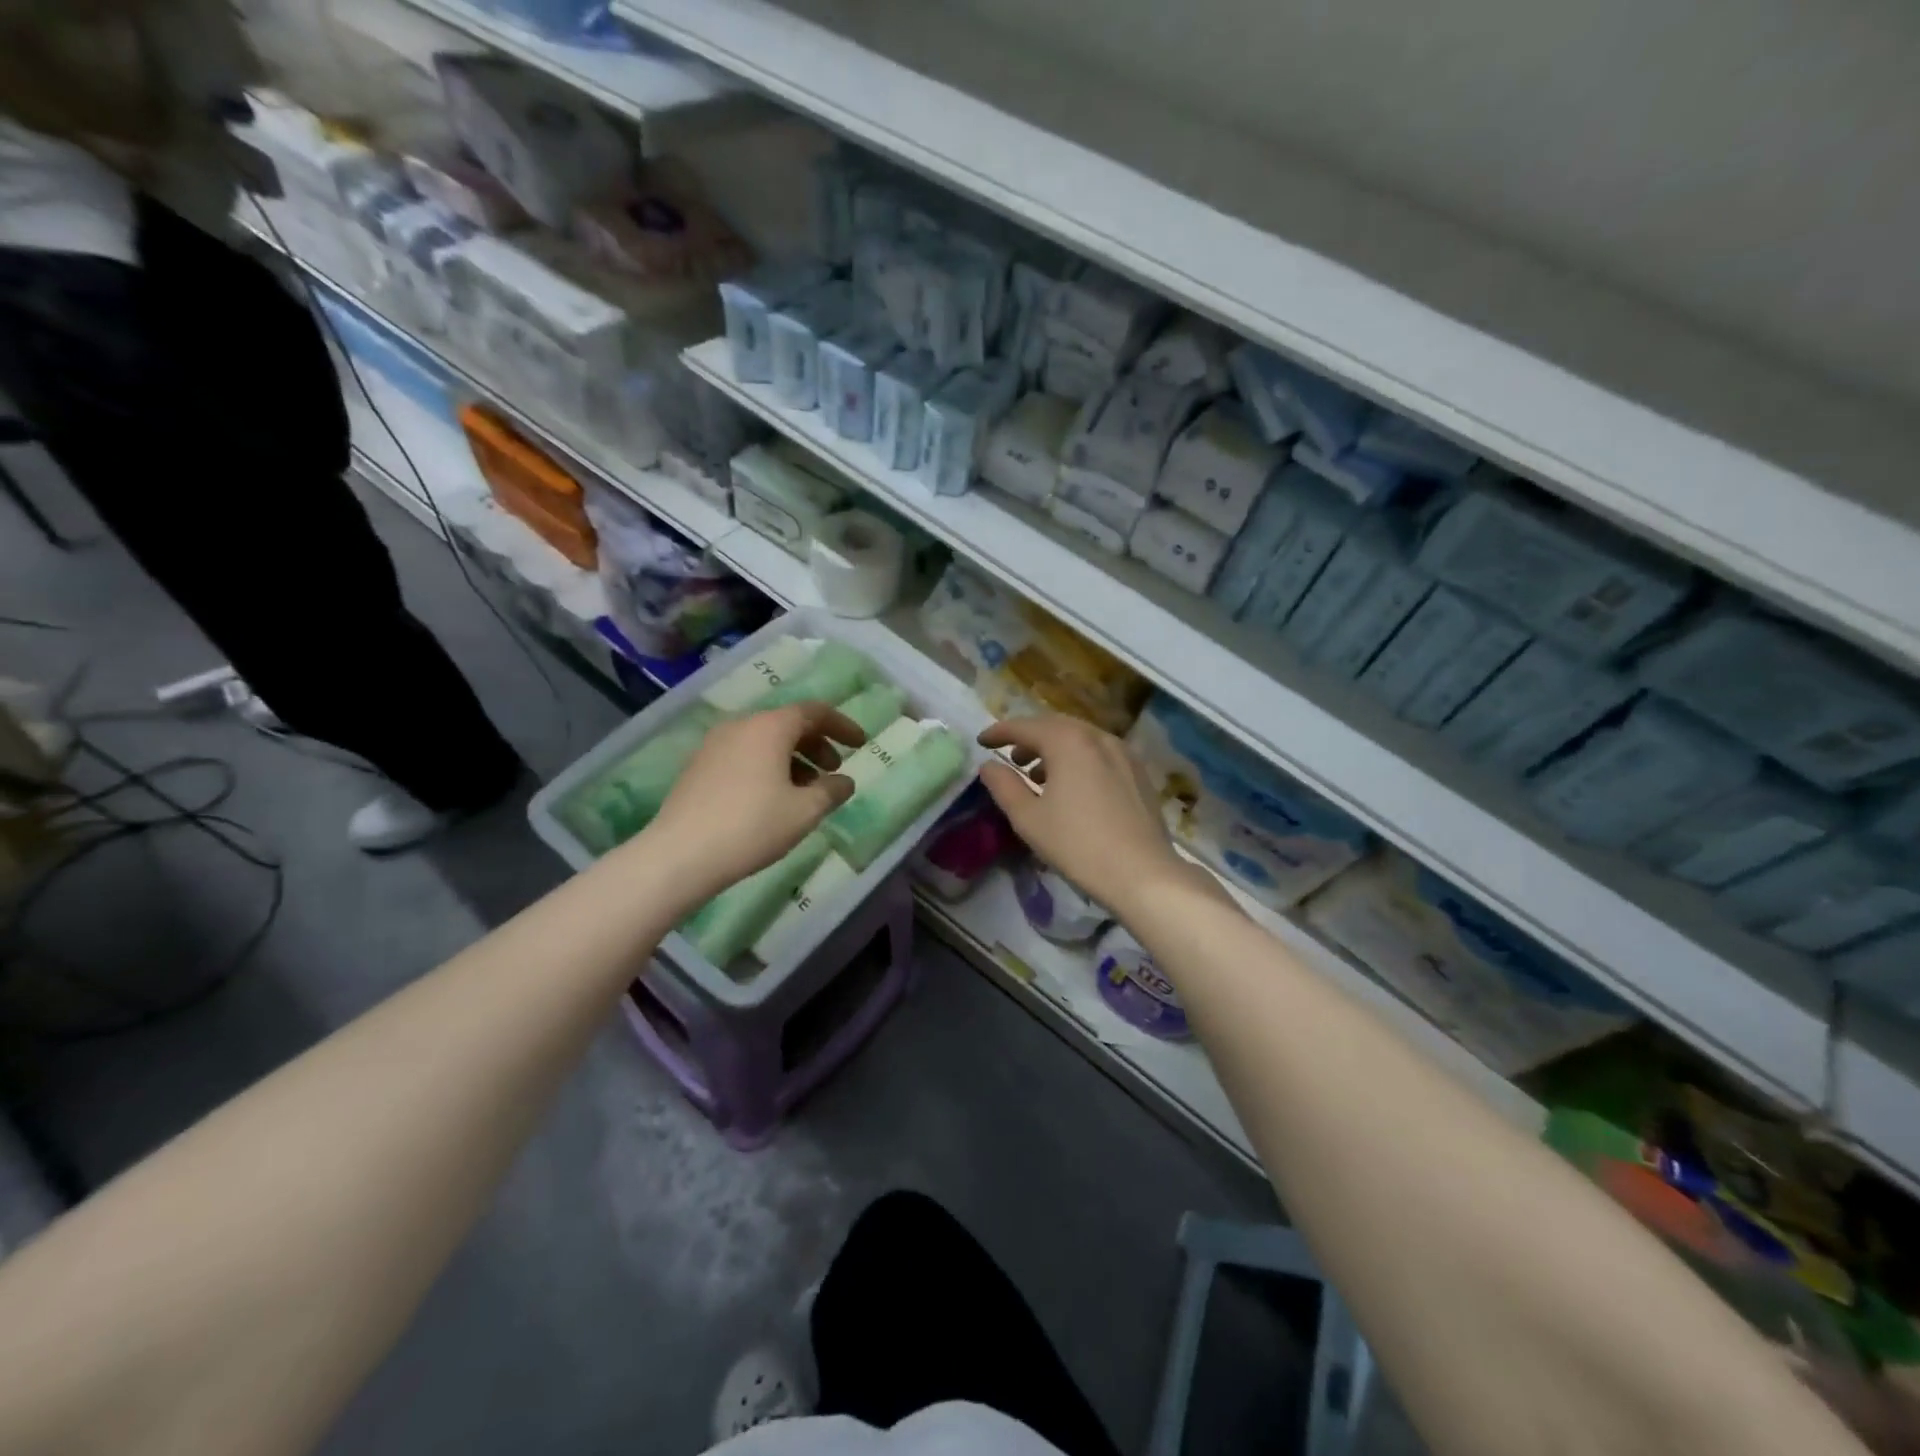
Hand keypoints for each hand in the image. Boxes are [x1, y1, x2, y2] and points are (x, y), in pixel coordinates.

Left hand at [643, 703, 864, 903]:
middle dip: (817, 744)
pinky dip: (767, 766)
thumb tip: (845, 781)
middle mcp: (741, 725)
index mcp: (769, 727)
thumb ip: (832, 791)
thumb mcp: (804, 811)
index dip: (842, 725)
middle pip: (788, 723)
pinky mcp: (698, 766)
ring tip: (805, 790)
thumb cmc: (752, 826)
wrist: (679, 855)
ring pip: (764, 740)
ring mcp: (714, 744)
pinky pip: (744, 755)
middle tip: (834, 770)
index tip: (861, 744)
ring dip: (793, 758)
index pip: (815, 712)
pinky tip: (772, 798)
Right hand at [978, 715, 1185, 911]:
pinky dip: (1079, 759)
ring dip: (1054, 749)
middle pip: (1055, 726)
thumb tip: (988, 766)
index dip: (1000, 732)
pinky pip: (1100, 753)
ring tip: (1038, 776)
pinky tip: (1073, 786)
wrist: (1142, 872)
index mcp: (1068, 741)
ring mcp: (1123, 752)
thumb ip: (1003, 786)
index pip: (1025, 726)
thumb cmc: (1077, 844)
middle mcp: (1097, 737)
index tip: (982, 741)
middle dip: (1030, 737)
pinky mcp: (1138, 772)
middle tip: (1011, 756)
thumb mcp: (1028, 818)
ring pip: (1080, 738)